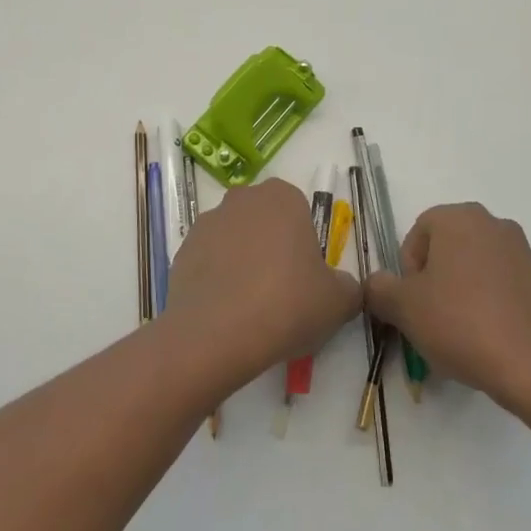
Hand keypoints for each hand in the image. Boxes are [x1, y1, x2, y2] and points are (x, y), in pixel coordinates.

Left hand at [163, 178, 362, 384]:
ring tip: (251, 309)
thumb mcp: (338, 301)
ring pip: (234, 240)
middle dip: (272, 249)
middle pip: (264, 222)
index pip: (299, 211)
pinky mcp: (182, 250)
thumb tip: (342, 287)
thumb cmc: (287, 304)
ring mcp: (207, 222)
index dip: (304, 245)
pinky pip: (209, 262)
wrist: (217, 333)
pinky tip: (226, 313)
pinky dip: (217, 280)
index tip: (306, 278)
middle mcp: (242, 199)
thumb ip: (347, 287)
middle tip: (282, 293)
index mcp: (282, 198)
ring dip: (243, 263)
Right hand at [365, 203, 530, 413]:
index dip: (407, 271)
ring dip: (462, 291)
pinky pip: (503, 286)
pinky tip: (488, 338)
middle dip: (435, 280)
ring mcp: (523, 252)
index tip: (412, 303)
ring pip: (476, 267)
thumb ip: (379, 288)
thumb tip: (377, 283)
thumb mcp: (403, 307)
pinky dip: (491, 303)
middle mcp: (493, 224)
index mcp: (458, 217)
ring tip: (460, 333)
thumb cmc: (460, 323)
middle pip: (448, 248)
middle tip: (431, 318)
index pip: (418, 234)